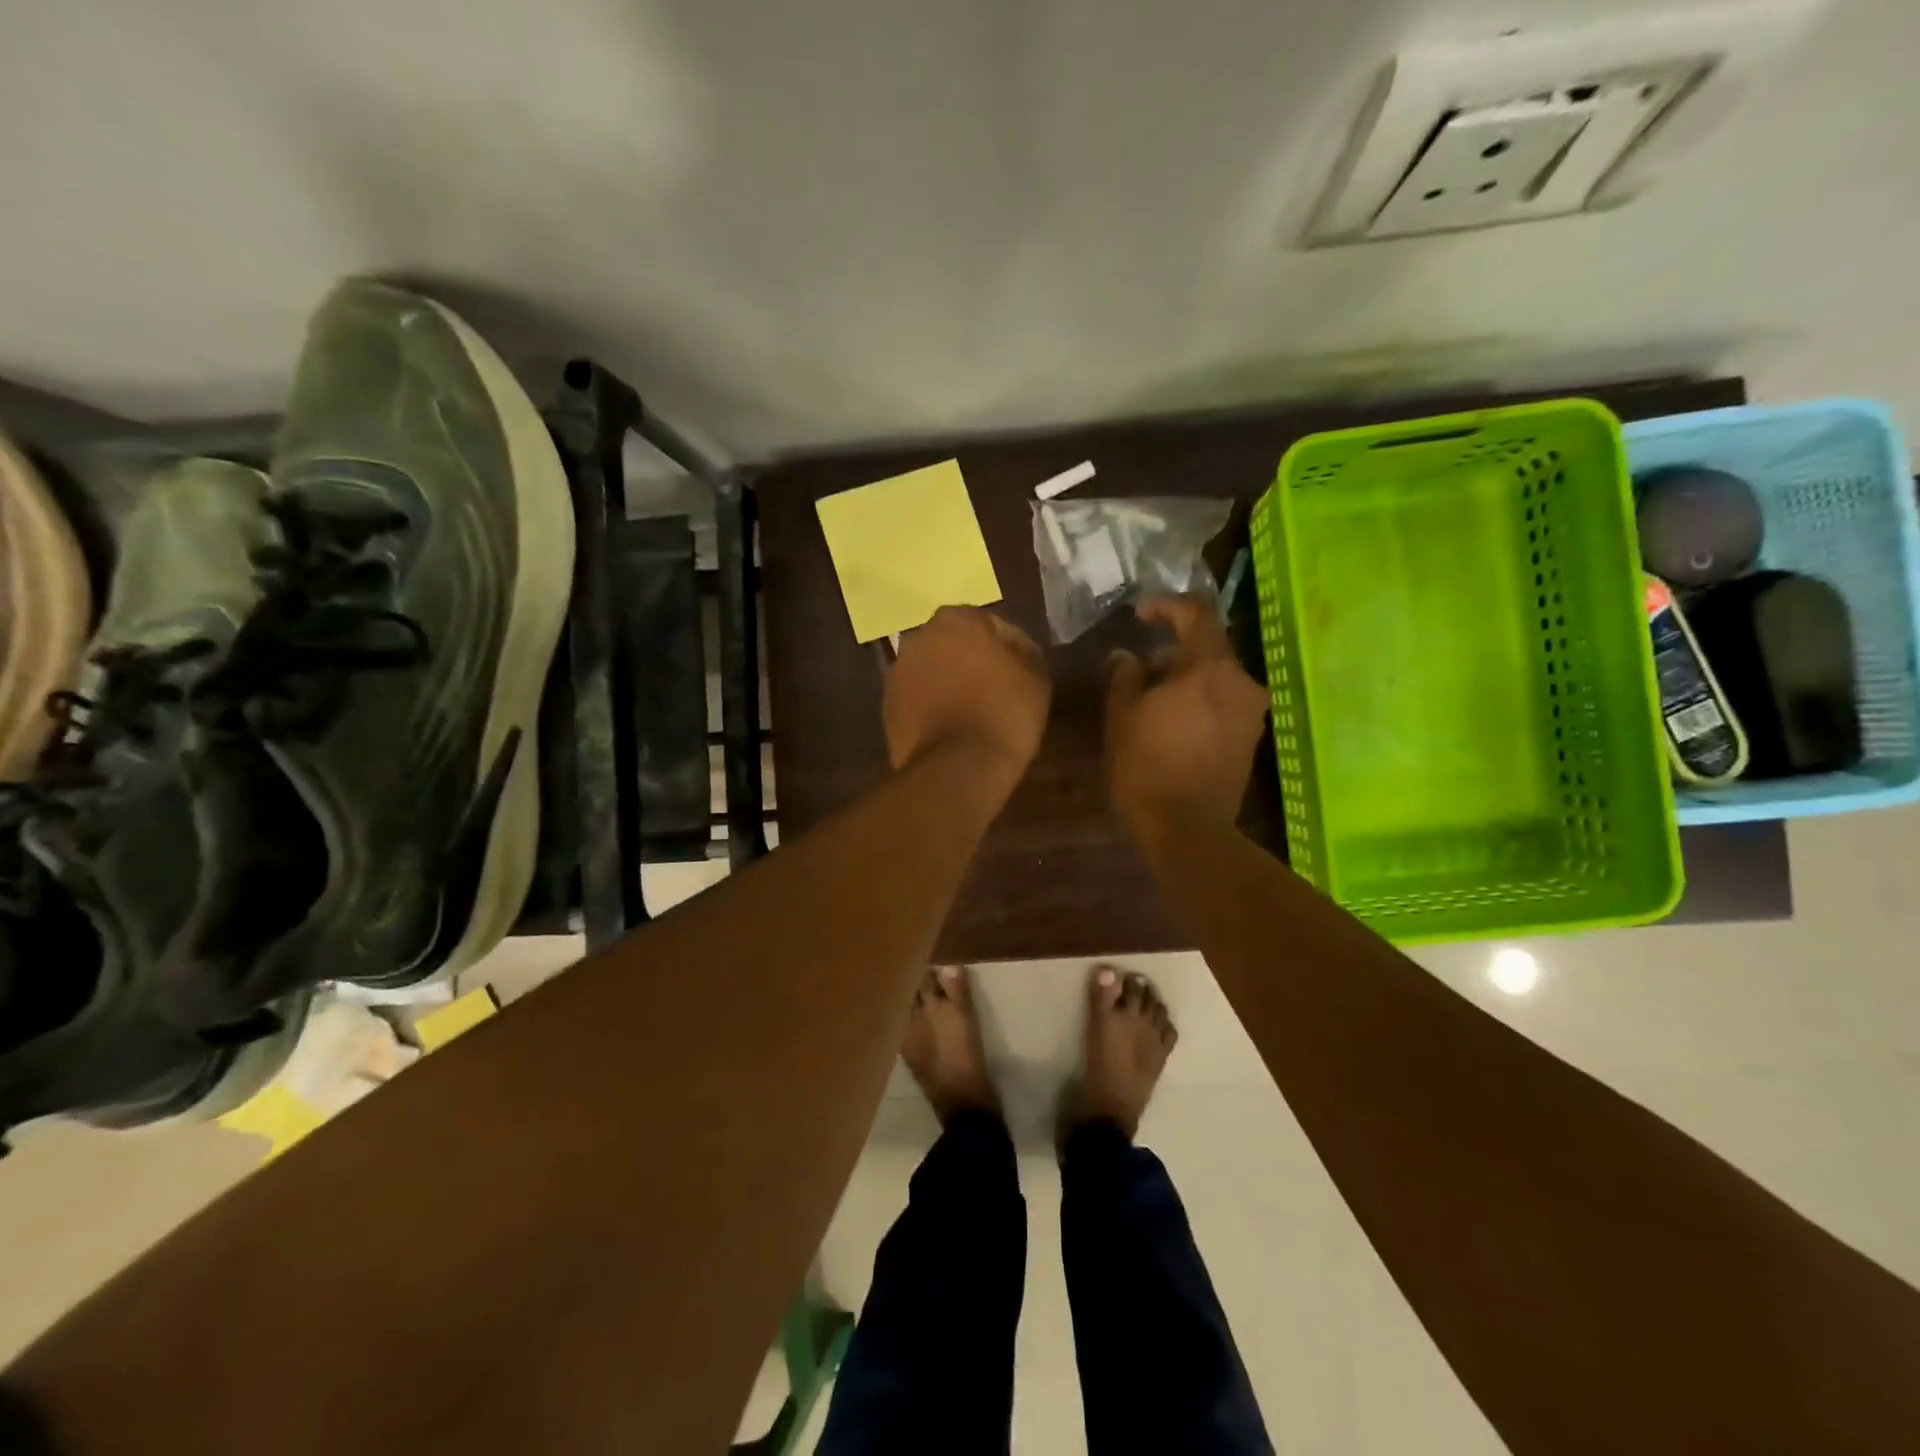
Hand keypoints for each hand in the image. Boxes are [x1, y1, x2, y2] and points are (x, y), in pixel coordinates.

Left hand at [884, 607, 1050, 789]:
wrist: (957, 767)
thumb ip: (1023, 651)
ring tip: (970, 711)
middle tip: (992, 688)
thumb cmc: (1004, 714)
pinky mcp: (887, 705)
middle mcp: (919, 637)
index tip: (1017, 672)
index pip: (987, 624)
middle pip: (952, 644)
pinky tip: (949, 727)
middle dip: (969, 660)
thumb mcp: (1035, 678)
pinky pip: (916, 697)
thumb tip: (1013, 648)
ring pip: (930, 670)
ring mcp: (898, 671)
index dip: (1006, 648)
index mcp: (956, 620)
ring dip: (946, 681)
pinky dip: (930, 705)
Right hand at [1105, 595, 1269, 839]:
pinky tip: (1172, 724)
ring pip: (1217, 678)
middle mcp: (1241, 682)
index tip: (1140, 614)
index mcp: (1210, 667)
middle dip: (1172, 652)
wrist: (1186, 831)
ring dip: (1186, 679)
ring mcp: (1251, 713)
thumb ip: (1125, 677)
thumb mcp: (1121, 716)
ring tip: (1151, 701)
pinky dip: (1199, 702)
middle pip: (1208, 648)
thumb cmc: (1145, 767)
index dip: (1166, 606)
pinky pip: (1224, 704)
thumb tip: (1126, 657)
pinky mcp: (1250, 740)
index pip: (1196, 613)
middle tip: (1138, 671)